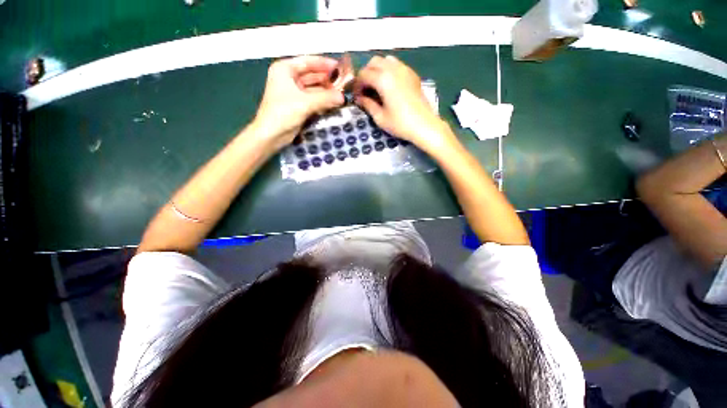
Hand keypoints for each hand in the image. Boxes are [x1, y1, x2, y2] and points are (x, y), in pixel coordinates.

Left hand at [253, 56, 344, 148]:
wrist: (271, 135)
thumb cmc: (283, 113)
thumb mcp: (305, 102)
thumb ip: (325, 98)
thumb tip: (343, 97)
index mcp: (285, 69)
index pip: (308, 62)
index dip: (324, 64)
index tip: (340, 68)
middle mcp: (288, 79)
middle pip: (312, 75)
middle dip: (327, 80)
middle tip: (344, 84)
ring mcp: (293, 93)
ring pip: (314, 89)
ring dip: (326, 92)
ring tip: (342, 95)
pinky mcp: (298, 106)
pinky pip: (313, 100)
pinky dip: (323, 102)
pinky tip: (334, 103)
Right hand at [354, 55, 454, 151]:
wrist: (424, 125)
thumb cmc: (400, 124)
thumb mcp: (380, 118)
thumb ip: (368, 105)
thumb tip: (359, 99)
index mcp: (383, 79)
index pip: (364, 74)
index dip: (357, 85)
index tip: (356, 96)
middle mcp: (393, 69)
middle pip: (374, 62)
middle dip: (366, 74)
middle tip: (365, 90)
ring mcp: (405, 70)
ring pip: (386, 60)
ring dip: (377, 70)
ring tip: (376, 86)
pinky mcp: (412, 74)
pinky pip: (397, 65)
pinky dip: (389, 70)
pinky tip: (389, 85)